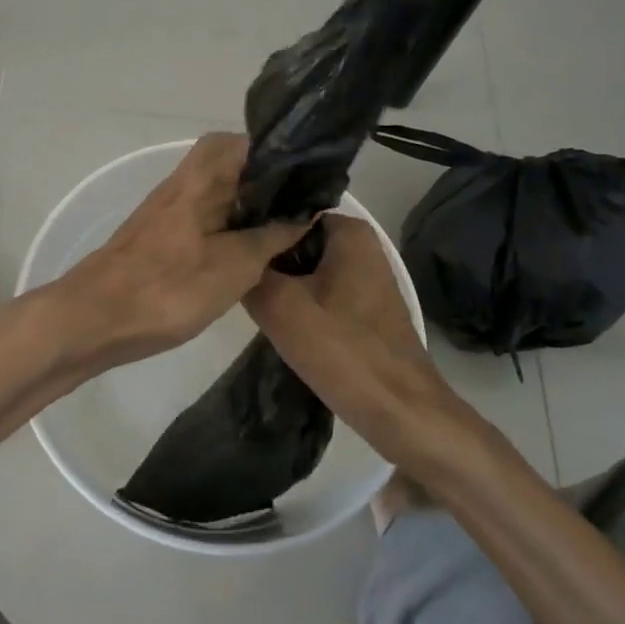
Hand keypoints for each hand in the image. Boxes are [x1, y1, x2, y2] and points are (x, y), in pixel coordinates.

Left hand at [53, 133, 311, 376]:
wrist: (93, 320)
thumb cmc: (167, 288)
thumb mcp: (234, 266)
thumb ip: (271, 237)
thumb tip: (304, 213)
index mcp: (199, 179)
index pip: (239, 142)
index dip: (274, 151)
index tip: (305, 175)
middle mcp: (181, 186)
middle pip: (227, 167)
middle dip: (264, 184)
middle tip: (297, 209)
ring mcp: (166, 212)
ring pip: (215, 195)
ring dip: (246, 208)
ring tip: (282, 232)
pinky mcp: (157, 238)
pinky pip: (202, 219)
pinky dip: (226, 228)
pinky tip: (244, 255)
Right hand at [245, 215, 459, 462]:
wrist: (400, 412)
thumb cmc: (343, 351)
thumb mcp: (280, 307)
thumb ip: (250, 271)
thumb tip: (231, 254)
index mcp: (349, 231)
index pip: (286, 211)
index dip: (253, 226)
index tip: (223, 244)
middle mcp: (361, 245)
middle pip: (294, 240)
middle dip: (265, 256)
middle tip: (227, 272)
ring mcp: (364, 277)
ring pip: (304, 268)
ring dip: (278, 281)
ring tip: (241, 292)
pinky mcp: (362, 308)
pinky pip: (318, 291)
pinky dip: (296, 301)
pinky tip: (272, 318)